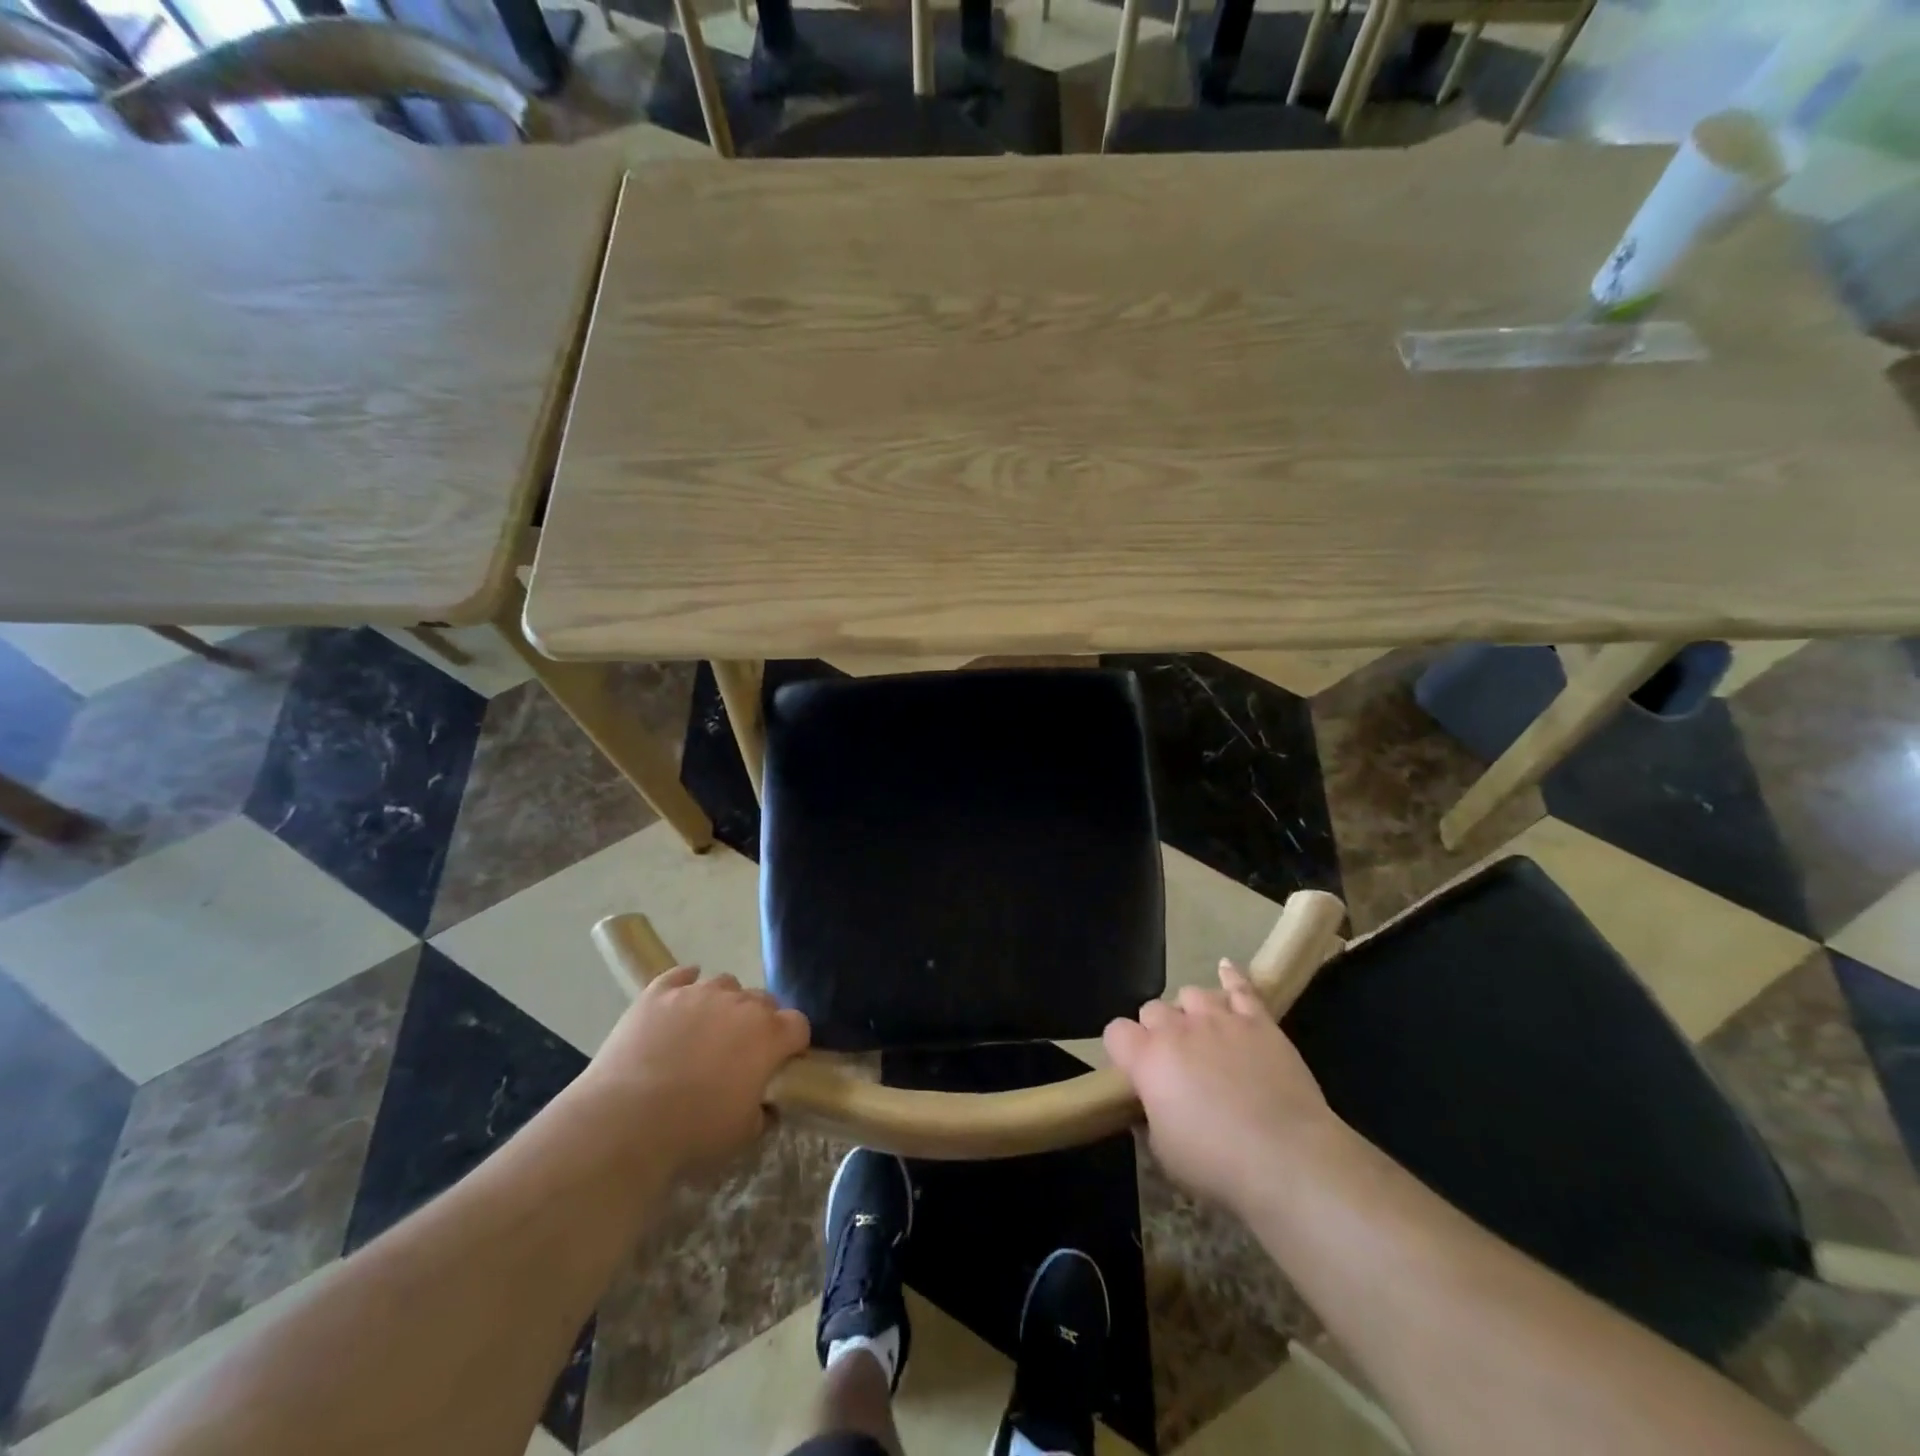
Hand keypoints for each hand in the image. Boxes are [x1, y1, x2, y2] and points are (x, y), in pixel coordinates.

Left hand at [584, 966, 809, 1179]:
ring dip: (724, 1002)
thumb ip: (763, 1112)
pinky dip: (685, 983)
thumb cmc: (692, 1131)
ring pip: (725, 983)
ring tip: (706, 1028)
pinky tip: (680, 998)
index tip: (781, 1062)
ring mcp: (698, 992)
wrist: (625, 1121)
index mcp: (768, 1035)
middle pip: (763, 1000)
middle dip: (759, 1021)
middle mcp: (739, 1003)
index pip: (798, 1024)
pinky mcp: (659, 993)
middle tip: (741, 1051)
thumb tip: (765, 1104)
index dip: (792, 1042)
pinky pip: (680, 975)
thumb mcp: (742, 1135)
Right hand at [1104, 961, 1336, 1213]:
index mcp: (1148, 1060)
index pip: (1116, 1032)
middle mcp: (1178, 1029)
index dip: (1123, 1049)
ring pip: (1191, 994)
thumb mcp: (1165, 1155)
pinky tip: (1226, 968)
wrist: (1288, 1158)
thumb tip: (1151, 1107)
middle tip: (1174, 1062)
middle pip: (1153, 1009)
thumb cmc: (1218, 1164)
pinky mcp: (1258, 1021)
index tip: (1134, 1072)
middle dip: (1157, 1031)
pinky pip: (1240, 987)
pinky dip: (1231, 977)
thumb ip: (1151, 1120)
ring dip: (1191, 1012)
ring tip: (1203, 1034)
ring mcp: (1219, 1019)